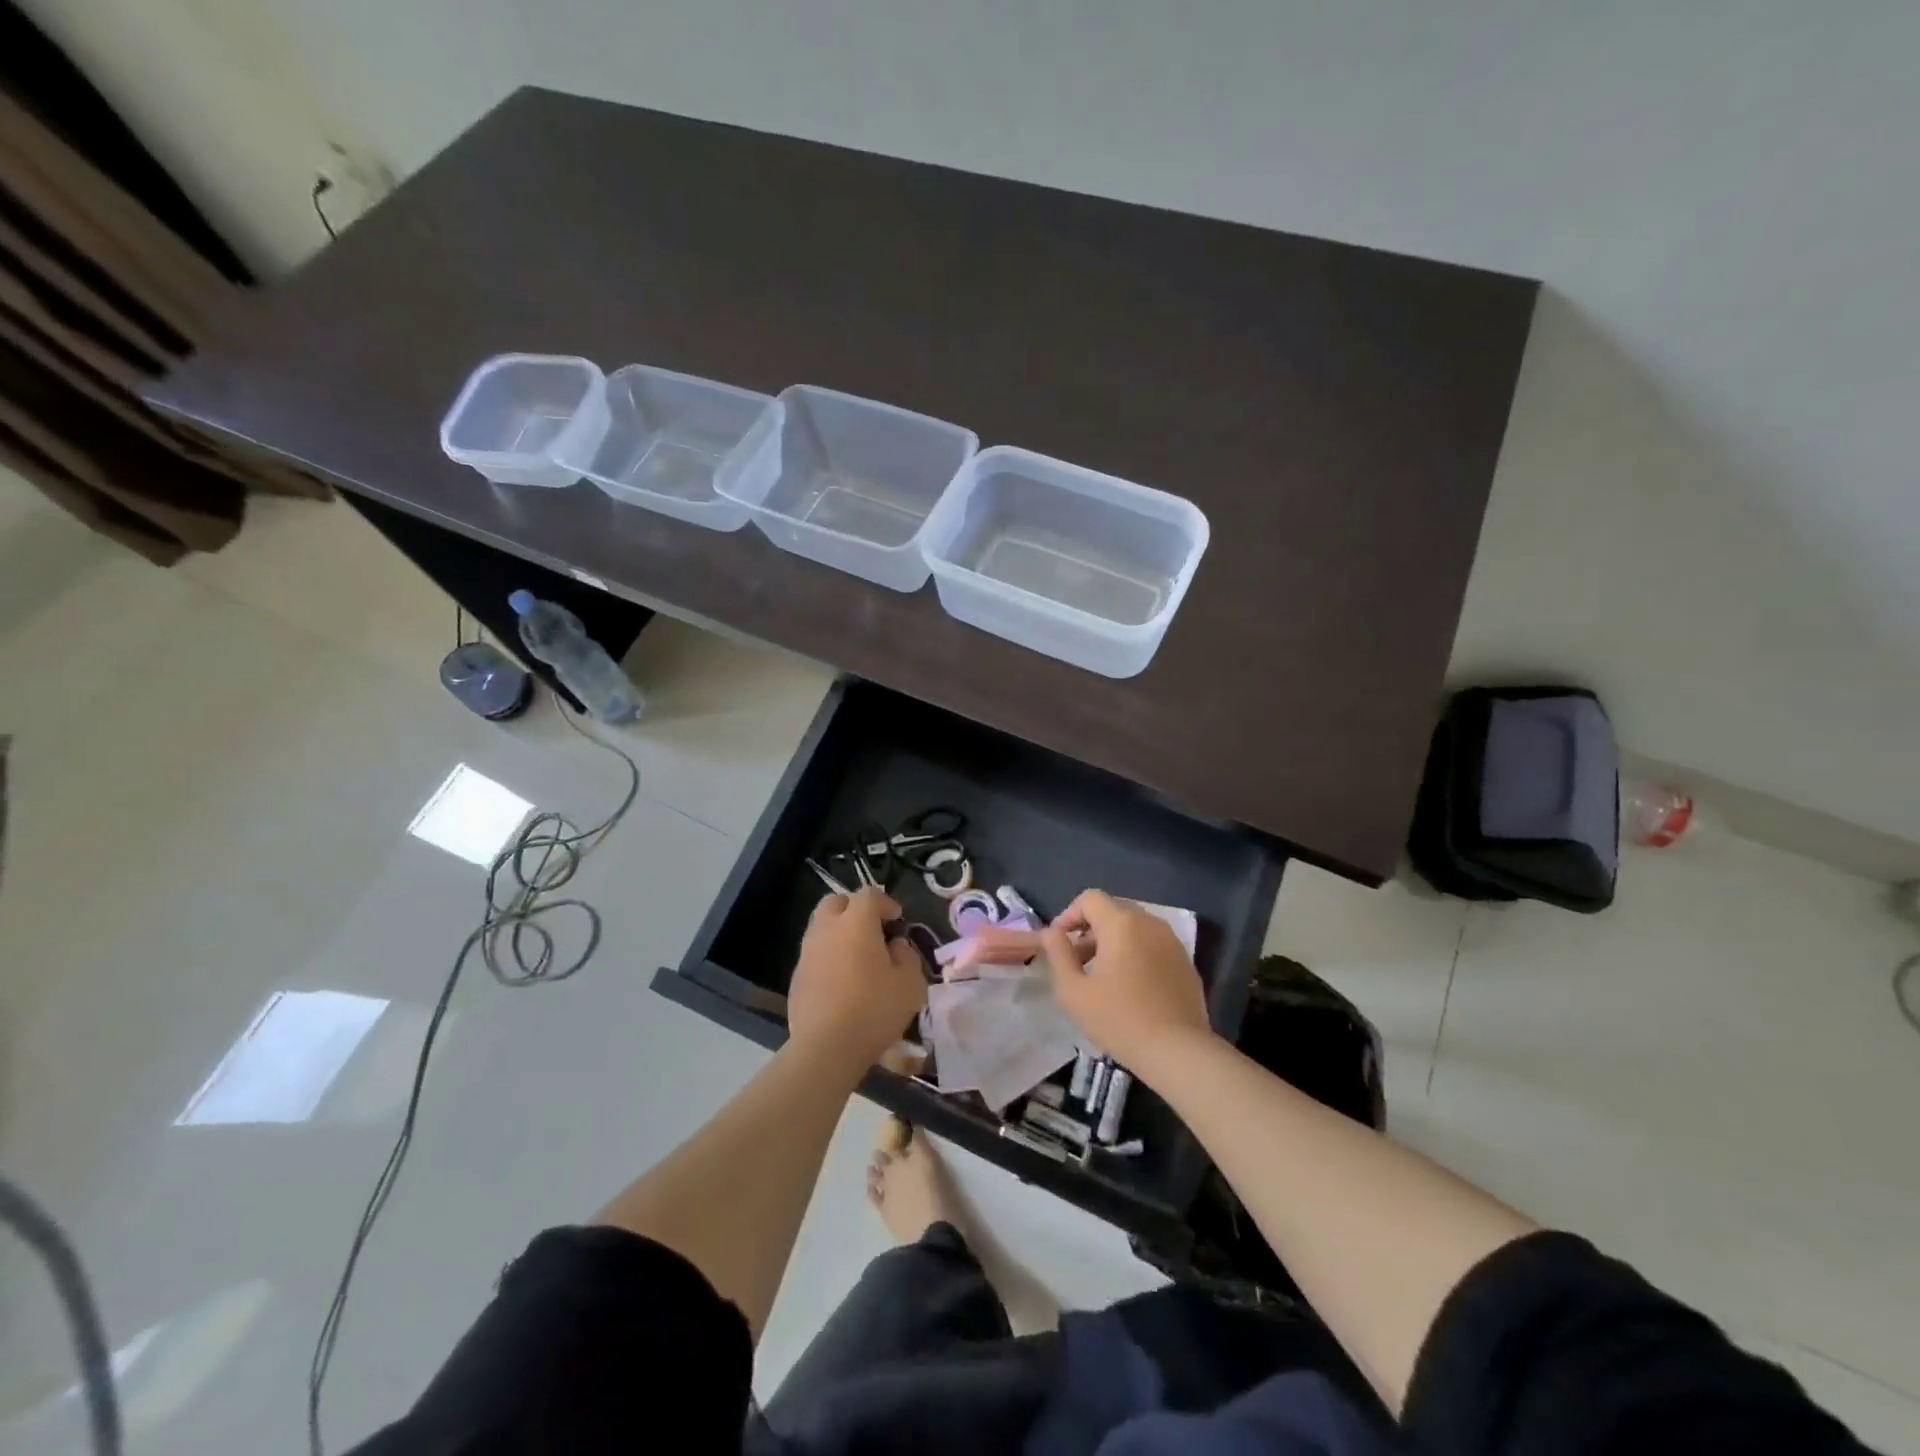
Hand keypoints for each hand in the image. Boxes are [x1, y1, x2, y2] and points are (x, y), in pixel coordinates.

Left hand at [787, 887, 927, 1068]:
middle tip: (872, 928)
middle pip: (836, 902)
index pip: (869, 895)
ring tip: (858, 956)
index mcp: (856, 922)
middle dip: (855, 908)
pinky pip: (814, 954)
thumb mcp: (910, 982)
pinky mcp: (796, 977)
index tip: (898, 919)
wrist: (826, 1047)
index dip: (886, 902)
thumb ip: (907, 956)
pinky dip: (829, 956)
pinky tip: (842, 980)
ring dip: (840, 932)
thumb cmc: (874, 1009)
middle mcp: (827, 928)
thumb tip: (895, 945)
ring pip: (821, 927)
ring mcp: (807, 952)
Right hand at [1041, 890, 1212, 1072]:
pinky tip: (1130, 987)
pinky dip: (1135, 953)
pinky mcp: (1185, 961)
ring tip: (1102, 976)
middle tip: (1077, 961)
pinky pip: (1152, 944)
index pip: (1089, 898)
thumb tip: (1052, 933)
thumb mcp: (1074, 991)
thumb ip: (1058, 954)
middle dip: (1090, 929)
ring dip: (1113, 941)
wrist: (1179, 1052)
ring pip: (1134, 927)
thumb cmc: (1120, 1020)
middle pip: (1112, 910)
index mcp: (1121, 923)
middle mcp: (1149, 922)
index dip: (1069, 915)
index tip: (1059, 944)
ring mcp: (1172, 941)